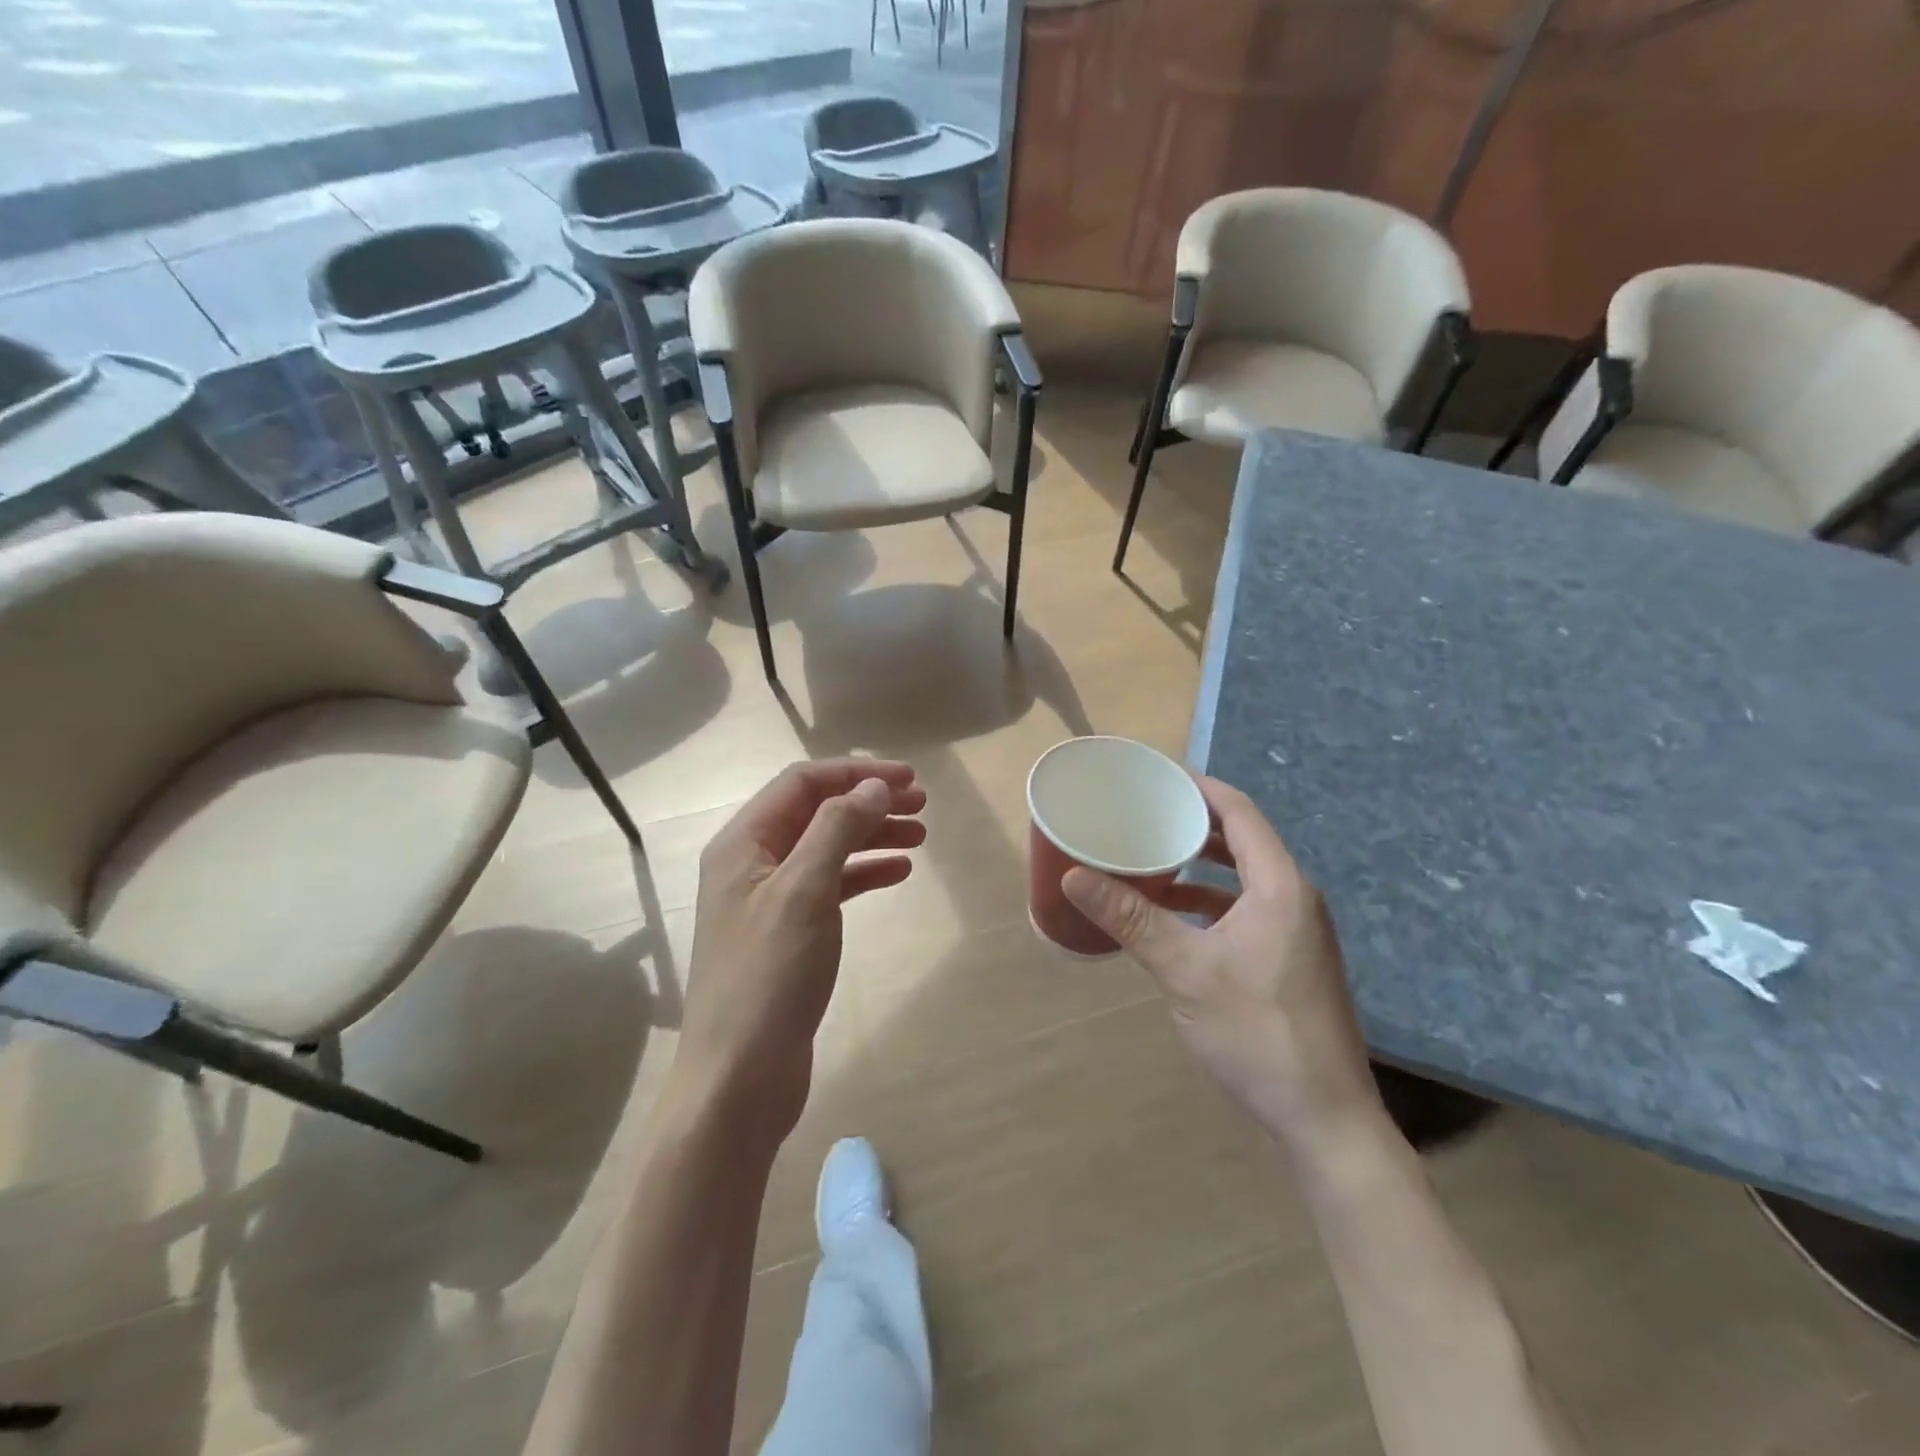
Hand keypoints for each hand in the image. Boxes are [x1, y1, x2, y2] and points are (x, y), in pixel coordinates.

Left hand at [679, 759, 925, 1140]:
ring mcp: (769, 900)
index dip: (855, 773)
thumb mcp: (804, 892)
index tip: (908, 780)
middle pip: (816, 812)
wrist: (739, 1078)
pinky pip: (830, 886)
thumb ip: (837, 830)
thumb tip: (873, 787)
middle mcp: (752, 863)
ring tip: (920, 836)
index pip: (802, 784)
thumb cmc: (768, 977)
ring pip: (827, 848)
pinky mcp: (788, 933)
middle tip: (922, 805)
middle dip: (868, 802)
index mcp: (743, 843)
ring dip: (871, 836)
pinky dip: (864, 873)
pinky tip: (898, 873)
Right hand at [1062, 776, 1380, 1157]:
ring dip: (1202, 864)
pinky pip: (1247, 908)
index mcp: (1279, 886)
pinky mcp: (1291, 959)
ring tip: (1153, 857)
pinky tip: (1176, 916)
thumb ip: (1132, 918)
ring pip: (1245, 877)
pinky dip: (1211, 901)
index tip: (1158, 776)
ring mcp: (1297, 931)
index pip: (1240, 813)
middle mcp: (1295, 898)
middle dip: (1195, 823)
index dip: (1200, 787)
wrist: (1324, 1118)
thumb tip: (1075, 876)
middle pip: (1243, 840)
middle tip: (1147, 812)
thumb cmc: (1256, 1032)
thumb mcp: (1185, 970)